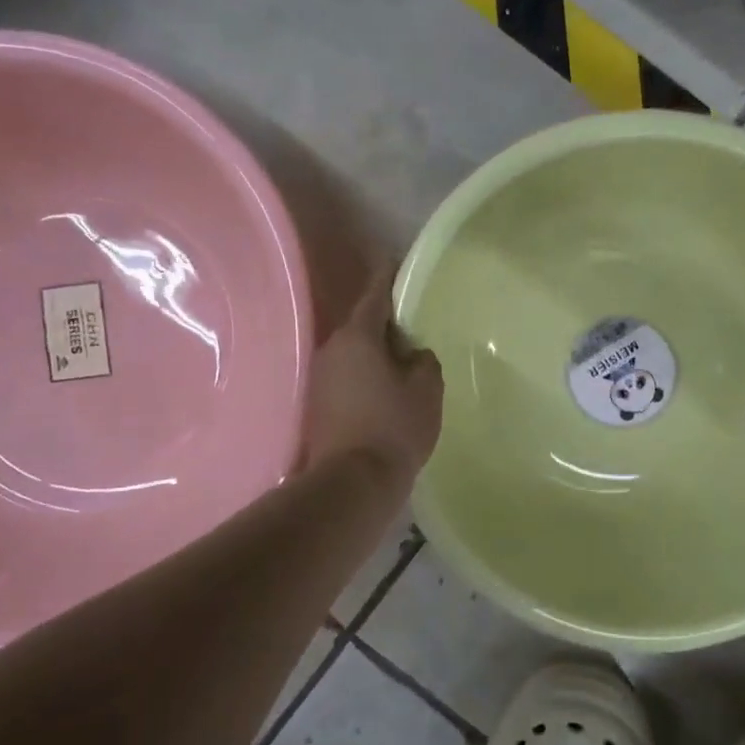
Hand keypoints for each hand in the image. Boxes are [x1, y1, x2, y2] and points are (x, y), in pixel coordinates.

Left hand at [304, 268, 443, 484]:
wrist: (353, 482)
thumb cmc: (395, 428)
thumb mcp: (426, 389)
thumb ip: (424, 361)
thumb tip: (413, 353)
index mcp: (358, 336)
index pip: (375, 293)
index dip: (389, 276)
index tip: (397, 261)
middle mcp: (332, 349)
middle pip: (362, 324)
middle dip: (385, 323)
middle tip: (413, 326)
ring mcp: (320, 377)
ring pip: (353, 352)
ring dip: (374, 353)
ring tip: (401, 362)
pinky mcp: (317, 404)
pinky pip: (346, 376)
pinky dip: (364, 375)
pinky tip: (382, 390)